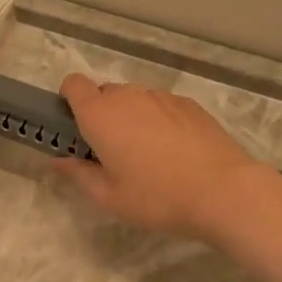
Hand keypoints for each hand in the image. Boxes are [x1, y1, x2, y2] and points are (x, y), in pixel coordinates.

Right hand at [54, 75, 274, 242]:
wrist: (222, 190)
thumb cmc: (157, 197)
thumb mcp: (110, 197)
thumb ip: (79, 174)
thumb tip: (58, 160)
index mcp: (101, 115)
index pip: (73, 85)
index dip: (69, 100)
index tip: (76, 127)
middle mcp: (129, 96)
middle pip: (105, 93)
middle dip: (102, 115)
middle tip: (112, 152)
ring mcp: (162, 97)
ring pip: (136, 99)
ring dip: (132, 117)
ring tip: (148, 155)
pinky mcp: (189, 104)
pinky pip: (162, 106)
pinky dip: (159, 120)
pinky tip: (175, 152)